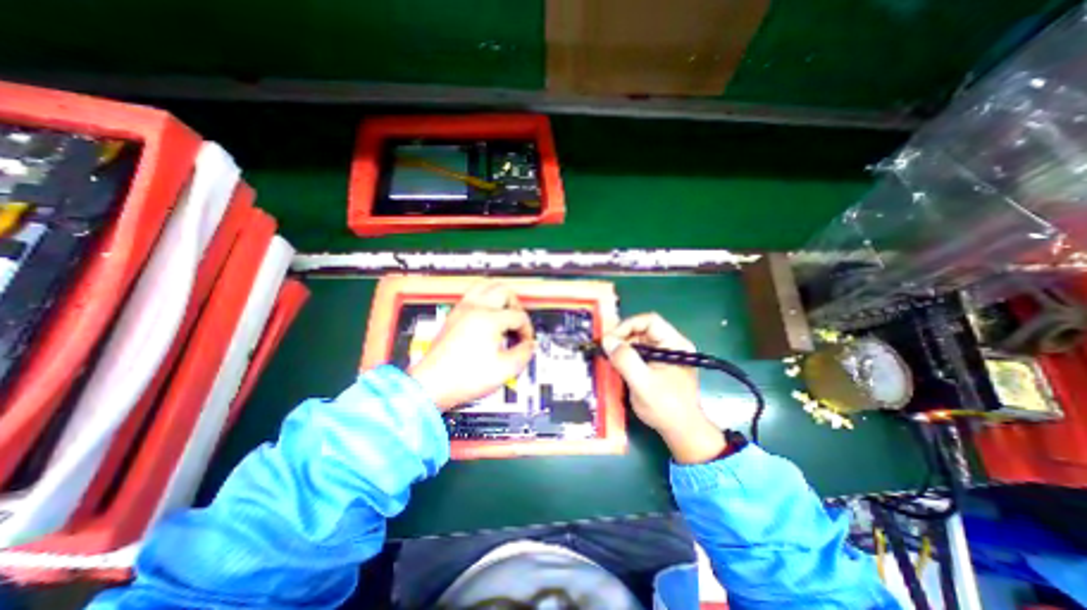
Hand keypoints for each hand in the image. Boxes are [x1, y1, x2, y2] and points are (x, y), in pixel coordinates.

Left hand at [409, 281, 536, 409]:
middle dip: (517, 305)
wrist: (432, 385)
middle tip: (519, 322)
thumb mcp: (504, 369)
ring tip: (506, 311)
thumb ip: (523, 353)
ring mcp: (462, 309)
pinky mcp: (454, 315)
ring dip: (500, 295)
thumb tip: (530, 345)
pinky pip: (473, 294)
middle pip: (505, 291)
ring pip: (486, 285)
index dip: (527, 330)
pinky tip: (488, 313)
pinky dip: (485, 297)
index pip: (518, 316)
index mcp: (489, 319)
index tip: (525, 343)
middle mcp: (475, 308)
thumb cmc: (464, 377)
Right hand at [599, 315, 725, 462]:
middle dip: (622, 337)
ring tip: (608, 358)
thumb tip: (607, 340)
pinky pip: (637, 352)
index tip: (610, 340)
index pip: (649, 321)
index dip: (627, 326)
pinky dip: (624, 356)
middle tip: (605, 350)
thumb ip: (625, 360)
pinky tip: (616, 365)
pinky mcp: (656, 364)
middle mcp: (670, 344)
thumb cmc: (666, 408)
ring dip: (621, 347)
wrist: (681, 431)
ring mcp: (663, 354)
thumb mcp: (643, 384)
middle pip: (642, 329)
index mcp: (675, 344)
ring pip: (637, 340)